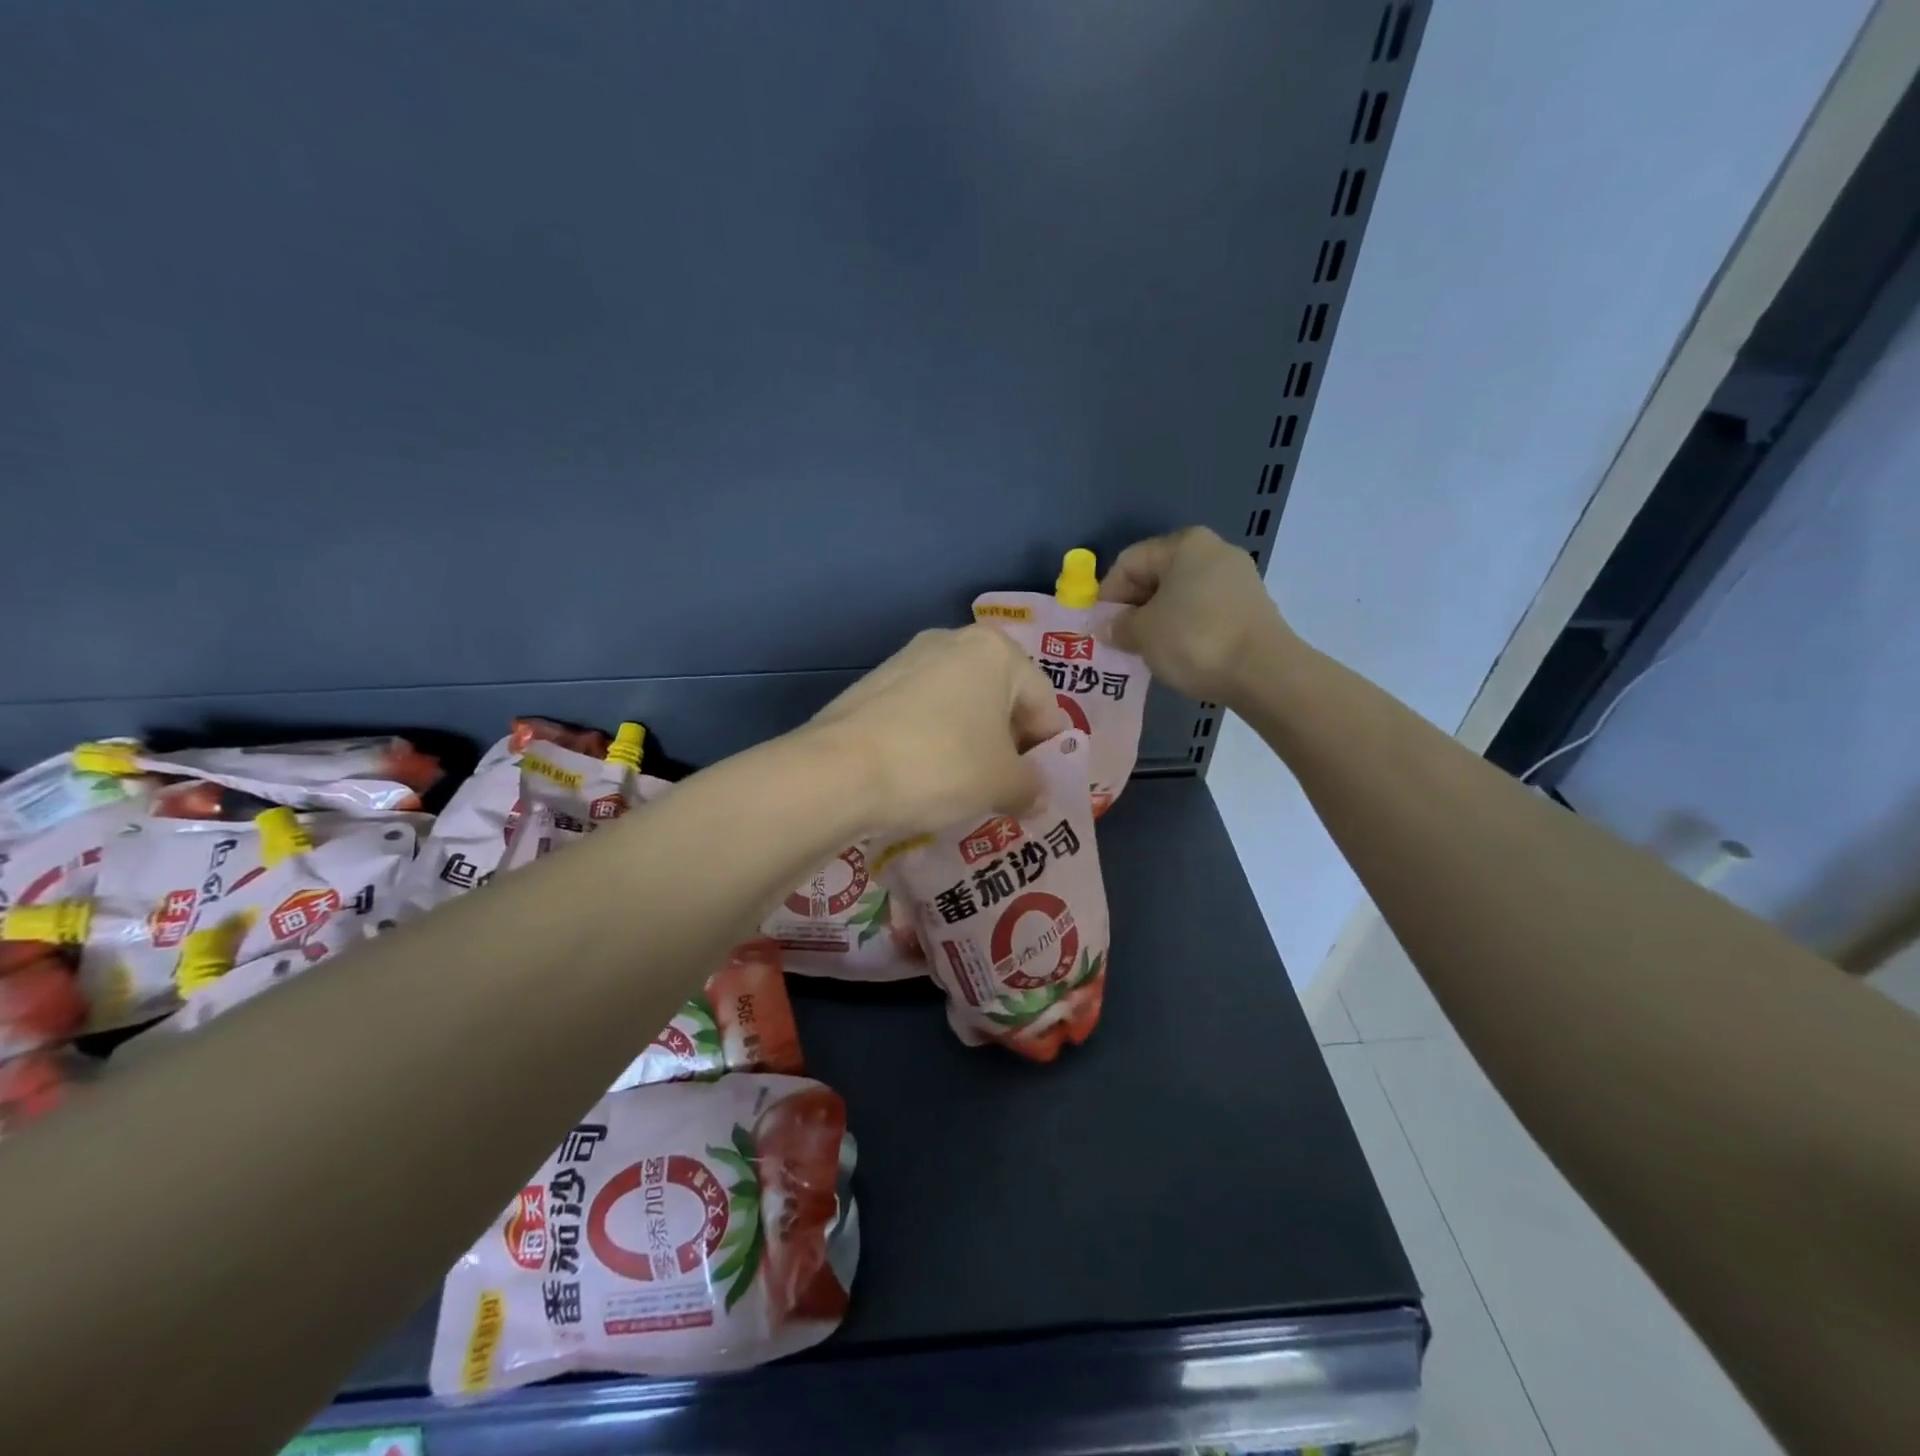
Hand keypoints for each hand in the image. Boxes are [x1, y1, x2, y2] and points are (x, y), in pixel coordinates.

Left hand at [810, 625, 1065, 837]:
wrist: (840, 772)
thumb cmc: (941, 764)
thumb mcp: (1002, 783)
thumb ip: (1031, 787)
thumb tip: (1035, 795)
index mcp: (995, 650)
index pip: (1044, 702)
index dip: (1049, 750)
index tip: (1038, 788)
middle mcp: (951, 641)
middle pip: (1000, 700)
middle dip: (1008, 746)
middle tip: (1004, 790)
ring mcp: (906, 660)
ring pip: (959, 708)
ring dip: (971, 745)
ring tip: (963, 789)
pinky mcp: (873, 685)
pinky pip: (922, 715)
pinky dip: (933, 742)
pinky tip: (924, 777)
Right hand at [1102, 526, 1294, 703]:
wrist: (1264, 672)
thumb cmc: (1194, 640)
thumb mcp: (1143, 633)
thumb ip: (1119, 626)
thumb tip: (1108, 628)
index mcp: (1184, 544)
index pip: (1129, 562)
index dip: (1108, 595)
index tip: (1101, 628)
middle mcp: (1213, 550)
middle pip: (1156, 575)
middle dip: (1134, 608)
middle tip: (1121, 641)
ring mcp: (1237, 577)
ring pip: (1180, 594)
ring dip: (1158, 619)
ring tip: (1148, 650)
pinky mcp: (1250, 605)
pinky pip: (1204, 610)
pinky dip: (1185, 627)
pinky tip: (1179, 653)